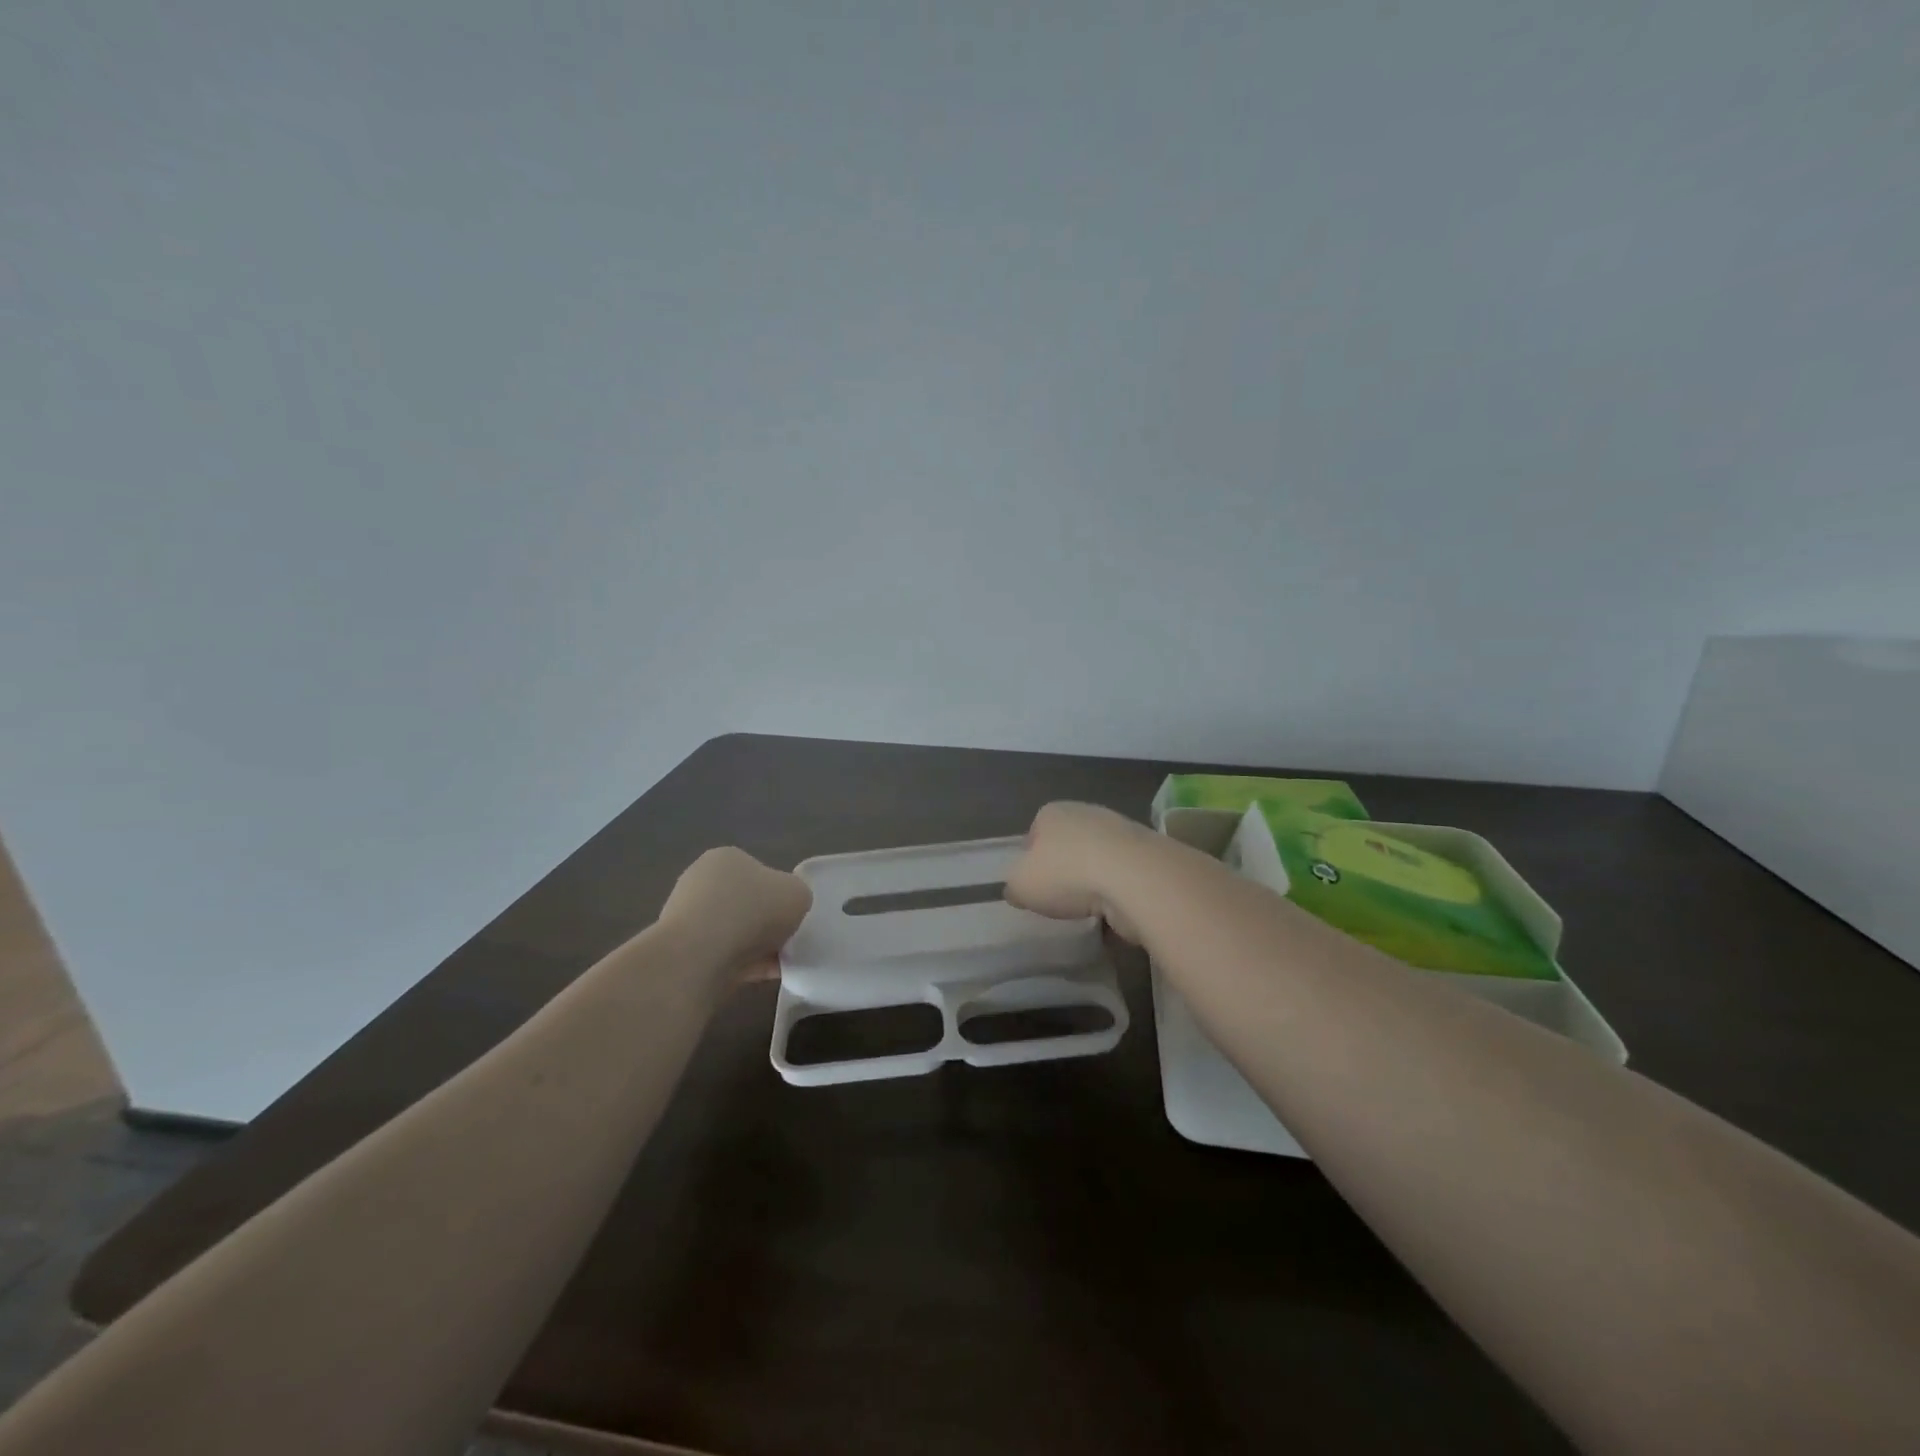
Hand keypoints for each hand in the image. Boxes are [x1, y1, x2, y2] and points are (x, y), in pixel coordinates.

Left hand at [660, 847, 812, 979]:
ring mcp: (686, 917)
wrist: (699, 957)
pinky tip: (762, 976)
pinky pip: (721, 956)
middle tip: (787, 941)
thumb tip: (786, 909)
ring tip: (777, 964)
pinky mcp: (680, 950)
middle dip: (765, 923)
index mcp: (726, 858)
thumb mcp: (798, 894)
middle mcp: (700, 881)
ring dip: (755, 947)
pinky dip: (742, 966)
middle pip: (745, 904)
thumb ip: (797, 896)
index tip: (790, 916)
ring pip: (733, 932)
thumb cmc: (752, 911)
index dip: (779, 895)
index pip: (759, 873)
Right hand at [1004, 802, 1157, 942]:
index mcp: (1052, 813)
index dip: (1031, 861)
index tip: (1033, 887)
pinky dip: (1117, 894)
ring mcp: (1121, 832)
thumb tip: (1018, 890)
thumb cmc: (1066, 874)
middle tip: (1059, 900)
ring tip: (1086, 911)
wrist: (1134, 879)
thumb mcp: (1021, 885)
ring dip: (1093, 884)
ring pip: (1097, 861)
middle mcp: (1087, 814)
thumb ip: (1015, 886)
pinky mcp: (1146, 857)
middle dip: (1064, 871)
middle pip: (1068, 846)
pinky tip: (1112, 914)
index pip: (1034, 833)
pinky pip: (1122, 878)